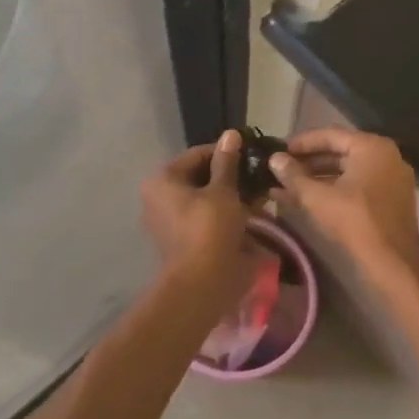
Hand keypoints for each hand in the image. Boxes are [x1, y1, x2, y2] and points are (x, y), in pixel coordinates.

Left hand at [142, 131, 254, 298]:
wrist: (202, 285)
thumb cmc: (210, 230)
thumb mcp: (223, 192)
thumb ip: (227, 163)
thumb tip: (231, 134)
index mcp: (162, 180)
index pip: (197, 155)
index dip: (226, 152)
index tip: (252, 153)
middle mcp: (159, 197)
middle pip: (200, 177)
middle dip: (231, 176)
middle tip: (258, 175)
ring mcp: (169, 220)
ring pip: (205, 198)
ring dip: (231, 196)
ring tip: (259, 194)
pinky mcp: (183, 239)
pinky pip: (206, 218)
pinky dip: (226, 214)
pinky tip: (252, 213)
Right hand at [270, 128, 418, 289]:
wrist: (393, 265)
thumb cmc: (354, 222)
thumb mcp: (317, 197)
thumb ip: (293, 175)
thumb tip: (274, 159)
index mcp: (372, 147)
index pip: (330, 135)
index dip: (301, 143)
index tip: (278, 151)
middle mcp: (386, 156)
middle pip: (339, 152)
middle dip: (307, 163)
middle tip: (280, 169)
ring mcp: (391, 179)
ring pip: (347, 172)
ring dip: (317, 179)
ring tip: (285, 187)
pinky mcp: (391, 200)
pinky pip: (357, 186)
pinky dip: (334, 190)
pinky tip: (306, 201)